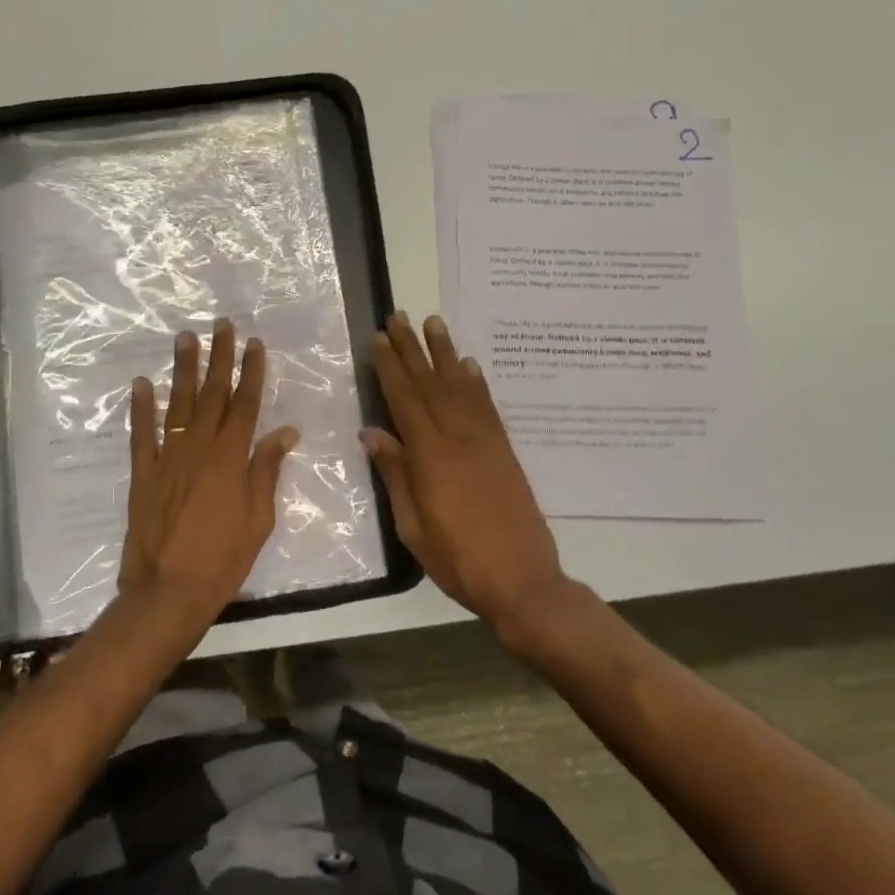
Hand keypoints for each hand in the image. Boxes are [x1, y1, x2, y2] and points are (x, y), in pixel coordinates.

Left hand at [118, 319, 299, 628]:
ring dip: (182, 370)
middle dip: (218, 357)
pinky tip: (141, 384)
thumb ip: (267, 470)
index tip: (254, 344)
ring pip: (176, 404)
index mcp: (231, 458)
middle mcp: (199, 448)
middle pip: (212, 394)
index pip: (245, 404)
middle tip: (220, 325)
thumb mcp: (259, 518)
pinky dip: (140, 408)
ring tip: (185, 338)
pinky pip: (141, 434)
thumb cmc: (223, 559)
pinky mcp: (142, 474)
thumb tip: (285, 432)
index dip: (251, 372)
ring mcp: (167, 458)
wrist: (168, 591)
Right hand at [363, 313, 574, 640]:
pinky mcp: (504, 449)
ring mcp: (485, 440)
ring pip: (461, 386)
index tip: (379, 339)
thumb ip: (395, 474)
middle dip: (412, 348)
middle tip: (399, 316)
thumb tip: (372, 433)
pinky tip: (469, 365)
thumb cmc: (458, 559)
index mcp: (431, 455)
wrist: (522, 579)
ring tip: (434, 322)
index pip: (405, 399)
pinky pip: (487, 406)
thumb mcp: (413, 525)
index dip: (390, 367)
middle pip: (430, 383)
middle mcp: (458, 437)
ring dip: (445, 353)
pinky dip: (476, 382)